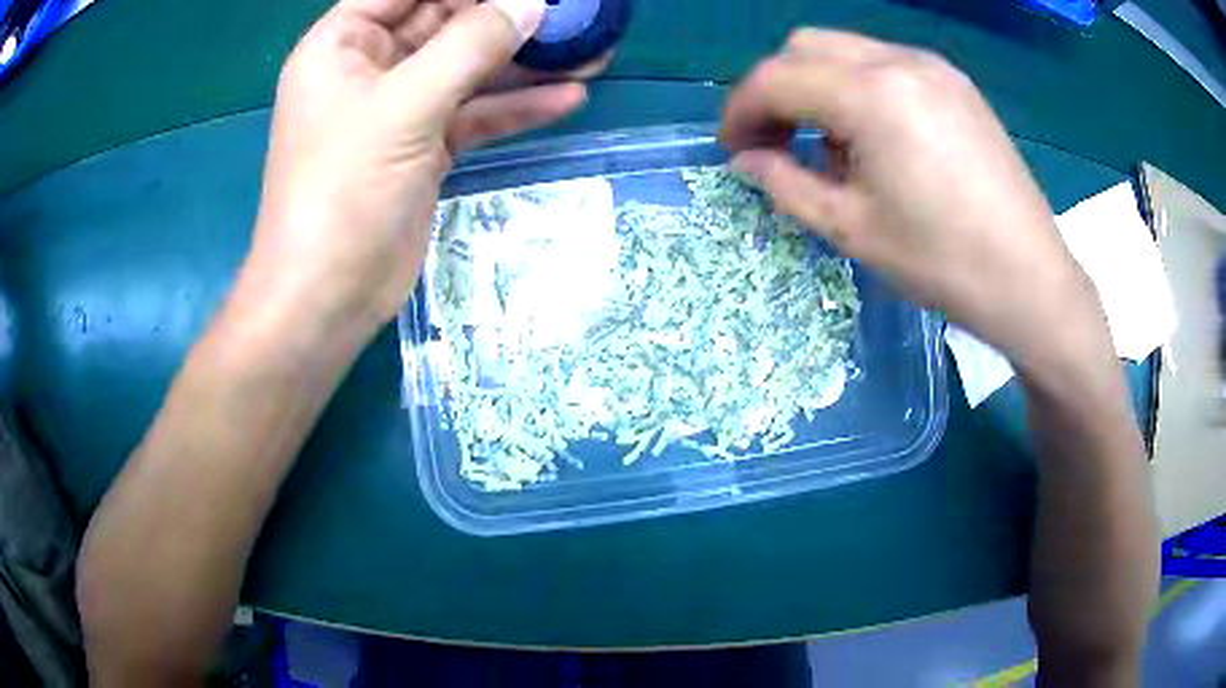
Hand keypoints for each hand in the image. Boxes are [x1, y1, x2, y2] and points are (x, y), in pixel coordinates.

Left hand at [241, 0, 589, 336]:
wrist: (328, 297)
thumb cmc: (342, 191)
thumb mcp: (404, 107)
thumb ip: (470, 46)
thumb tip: (531, 3)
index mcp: (343, 44)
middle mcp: (369, 68)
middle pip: (444, 22)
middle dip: (506, 17)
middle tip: (569, 13)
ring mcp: (399, 109)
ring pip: (467, 69)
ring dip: (524, 62)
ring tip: (590, 51)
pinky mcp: (424, 147)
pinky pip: (475, 113)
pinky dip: (516, 107)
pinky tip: (568, 97)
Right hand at [721, 30, 1104, 361]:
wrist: (1031, 279)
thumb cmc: (943, 262)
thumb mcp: (852, 229)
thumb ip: (786, 183)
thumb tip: (746, 159)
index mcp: (872, 95)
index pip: (776, 77)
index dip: (741, 110)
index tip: (733, 149)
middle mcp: (899, 61)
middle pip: (806, 47)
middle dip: (777, 89)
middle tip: (775, 142)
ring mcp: (933, 68)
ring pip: (846, 50)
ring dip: (817, 87)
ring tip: (831, 148)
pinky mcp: (955, 84)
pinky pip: (885, 65)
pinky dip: (858, 88)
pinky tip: (875, 138)